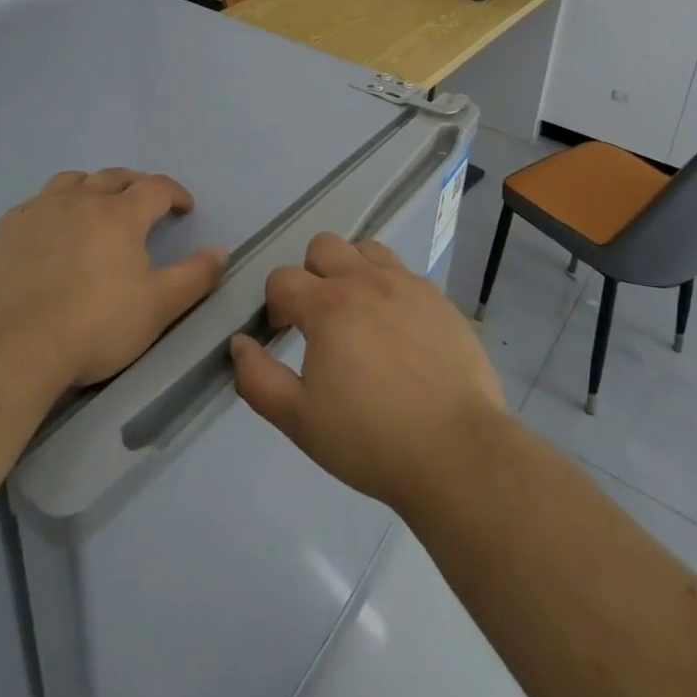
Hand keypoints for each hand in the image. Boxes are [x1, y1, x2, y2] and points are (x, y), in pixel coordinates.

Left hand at [0, 169, 226, 395]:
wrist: (10, 353)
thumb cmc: (94, 328)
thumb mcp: (158, 308)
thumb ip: (195, 276)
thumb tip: (220, 250)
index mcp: (120, 215)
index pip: (156, 187)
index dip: (175, 193)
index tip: (184, 208)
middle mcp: (79, 202)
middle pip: (114, 177)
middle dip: (136, 184)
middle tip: (146, 202)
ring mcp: (37, 214)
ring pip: (70, 181)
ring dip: (91, 186)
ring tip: (97, 203)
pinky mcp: (4, 234)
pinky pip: (32, 204)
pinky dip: (50, 206)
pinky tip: (48, 227)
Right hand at [229, 233, 507, 512]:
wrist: (456, 451)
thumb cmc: (371, 439)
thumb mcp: (299, 420)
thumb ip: (258, 379)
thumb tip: (240, 343)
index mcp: (328, 306)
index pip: (282, 278)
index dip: (275, 304)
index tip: (283, 333)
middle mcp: (366, 281)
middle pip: (324, 245)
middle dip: (311, 274)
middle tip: (319, 319)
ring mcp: (407, 285)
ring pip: (367, 249)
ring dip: (352, 270)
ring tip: (359, 315)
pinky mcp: (439, 298)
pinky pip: (404, 274)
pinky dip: (390, 289)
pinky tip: (399, 332)